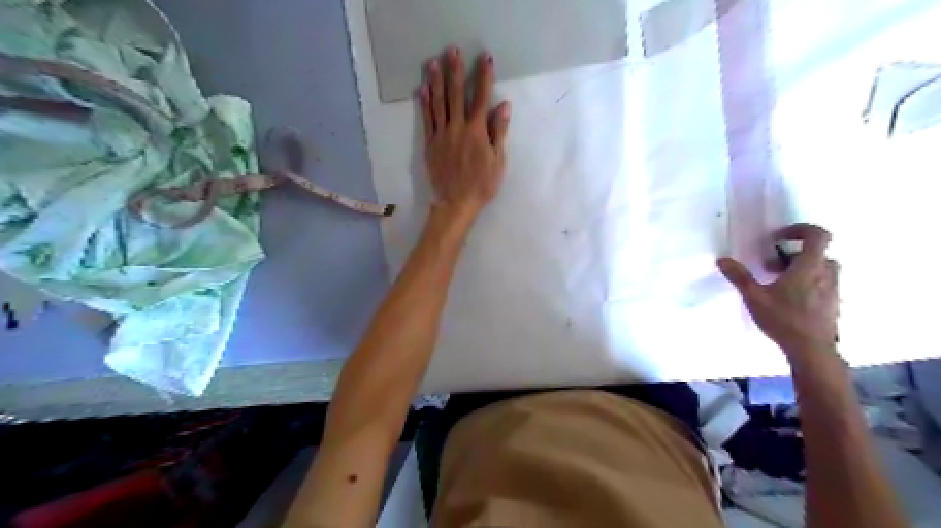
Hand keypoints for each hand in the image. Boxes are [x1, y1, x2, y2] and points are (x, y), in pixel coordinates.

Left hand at [419, 46, 510, 221]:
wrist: (457, 202)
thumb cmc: (482, 184)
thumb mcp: (498, 161)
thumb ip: (499, 132)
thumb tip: (503, 106)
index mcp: (477, 132)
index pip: (482, 98)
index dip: (484, 77)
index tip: (485, 58)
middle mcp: (457, 128)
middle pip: (456, 94)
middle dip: (455, 71)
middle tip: (452, 50)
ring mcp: (441, 135)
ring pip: (438, 103)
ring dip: (436, 81)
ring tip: (433, 62)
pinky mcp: (431, 143)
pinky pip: (427, 119)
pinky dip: (425, 103)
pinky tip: (422, 88)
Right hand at [718, 225, 841, 356]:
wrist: (812, 350)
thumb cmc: (783, 319)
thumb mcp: (754, 297)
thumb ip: (739, 276)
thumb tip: (722, 259)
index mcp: (809, 266)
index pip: (817, 235)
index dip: (800, 229)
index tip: (779, 237)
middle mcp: (826, 273)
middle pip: (817, 253)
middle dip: (793, 254)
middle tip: (770, 265)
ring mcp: (833, 289)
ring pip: (820, 269)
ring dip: (800, 269)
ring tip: (777, 283)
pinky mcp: (833, 304)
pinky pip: (822, 284)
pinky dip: (807, 283)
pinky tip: (788, 299)